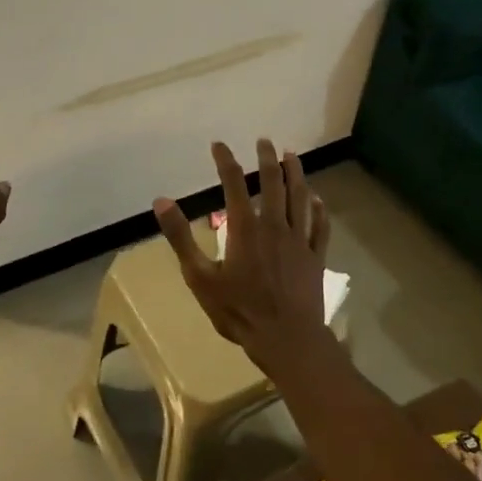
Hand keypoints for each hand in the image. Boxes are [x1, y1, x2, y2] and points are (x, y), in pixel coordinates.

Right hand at [154, 140, 332, 377]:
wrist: (287, 339)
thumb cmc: (239, 310)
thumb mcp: (199, 277)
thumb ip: (181, 237)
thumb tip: (161, 201)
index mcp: (245, 228)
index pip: (233, 183)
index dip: (226, 160)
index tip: (219, 145)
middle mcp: (274, 225)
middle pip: (273, 183)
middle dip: (267, 159)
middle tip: (264, 141)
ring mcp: (299, 240)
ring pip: (300, 198)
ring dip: (296, 174)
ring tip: (292, 156)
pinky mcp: (316, 257)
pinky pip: (319, 226)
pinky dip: (318, 209)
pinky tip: (317, 199)